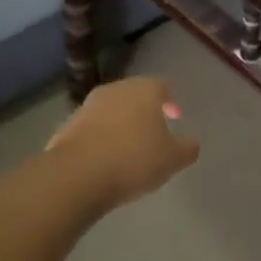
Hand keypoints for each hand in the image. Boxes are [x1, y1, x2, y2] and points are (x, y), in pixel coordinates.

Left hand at [47, 77, 199, 206]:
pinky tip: (105, 158)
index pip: (162, 86)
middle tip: (153, 132)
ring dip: (121, 124)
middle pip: (134, 95)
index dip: (170, 101)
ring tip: (128, 148)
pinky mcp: (68, 125)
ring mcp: (88, 105)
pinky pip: (92, 128)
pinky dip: (101, 137)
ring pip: (111, 110)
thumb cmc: (133, 160)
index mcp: (144, 90)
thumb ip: (187, 148)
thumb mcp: (172, 160)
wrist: (77, 174)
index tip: (175, 117)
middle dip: (144, 111)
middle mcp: (115, 89)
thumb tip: (192, 142)